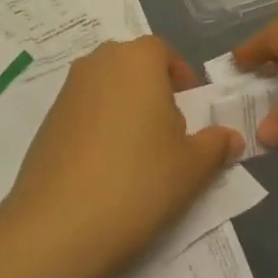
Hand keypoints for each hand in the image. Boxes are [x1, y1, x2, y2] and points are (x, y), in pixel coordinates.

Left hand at [3, 38, 243, 277]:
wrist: (59, 225)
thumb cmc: (139, 181)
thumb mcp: (192, 167)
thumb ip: (215, 145)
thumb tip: (231, 137)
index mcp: (136, 59)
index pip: (163, 52)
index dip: (181, 77)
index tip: (192, 110)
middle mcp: (98, 62)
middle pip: (133, 67)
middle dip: (153, 93)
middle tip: (168, 135)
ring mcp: (67, 90)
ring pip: (107, 89)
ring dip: (125, 110)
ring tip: (138, 157)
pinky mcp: (47, 120)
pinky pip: (84, 113)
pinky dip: (99, 130)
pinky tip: (105, 171)